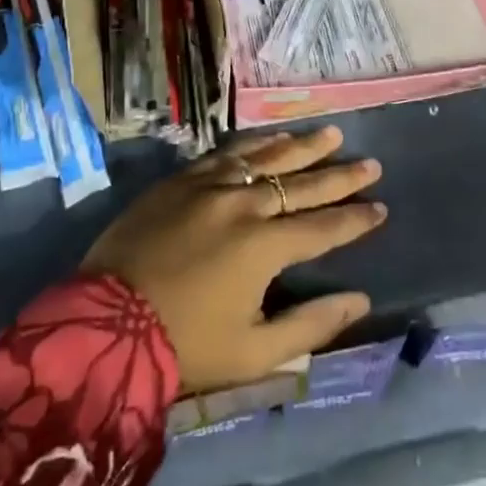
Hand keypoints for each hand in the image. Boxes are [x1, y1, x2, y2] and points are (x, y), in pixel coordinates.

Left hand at [83, 127, 386, 394]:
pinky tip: (271, 137)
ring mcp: (210, 186)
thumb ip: (311, 325)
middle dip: (339, 175)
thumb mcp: (254, 351)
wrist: (104, 324)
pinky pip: (227, 153)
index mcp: (265, 247)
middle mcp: (243, 204)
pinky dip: (255, 144)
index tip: (381, 207)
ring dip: (301, 146)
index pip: (323, 227)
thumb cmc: (183, 345)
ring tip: (330, 134)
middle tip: (370, 163)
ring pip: (266, 157)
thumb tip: (360, 300)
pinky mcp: (181, 180)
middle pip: (301, 184)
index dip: (355, 218)